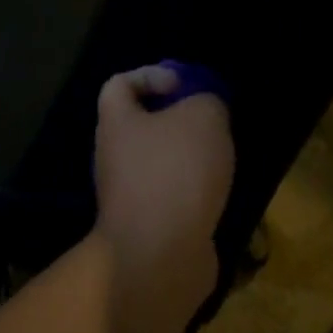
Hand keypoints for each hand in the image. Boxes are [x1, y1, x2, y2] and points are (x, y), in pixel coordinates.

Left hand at [93, 67, 234, 314]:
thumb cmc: (176, 171)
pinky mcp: (147, 226)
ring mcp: (127, 195)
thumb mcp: (204, 116)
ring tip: (219, 158)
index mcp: (116, 123)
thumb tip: (205, 110)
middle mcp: (113, 156)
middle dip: (176, 119)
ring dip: (187, 157)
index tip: (183, 85)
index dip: (151, 75)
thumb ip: (207, 100)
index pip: (119, 84)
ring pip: (157, 162)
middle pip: (140, 124)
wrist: (161, 257)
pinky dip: (192, 191)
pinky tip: (216, 193)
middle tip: (209, 122)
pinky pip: (169, 195)